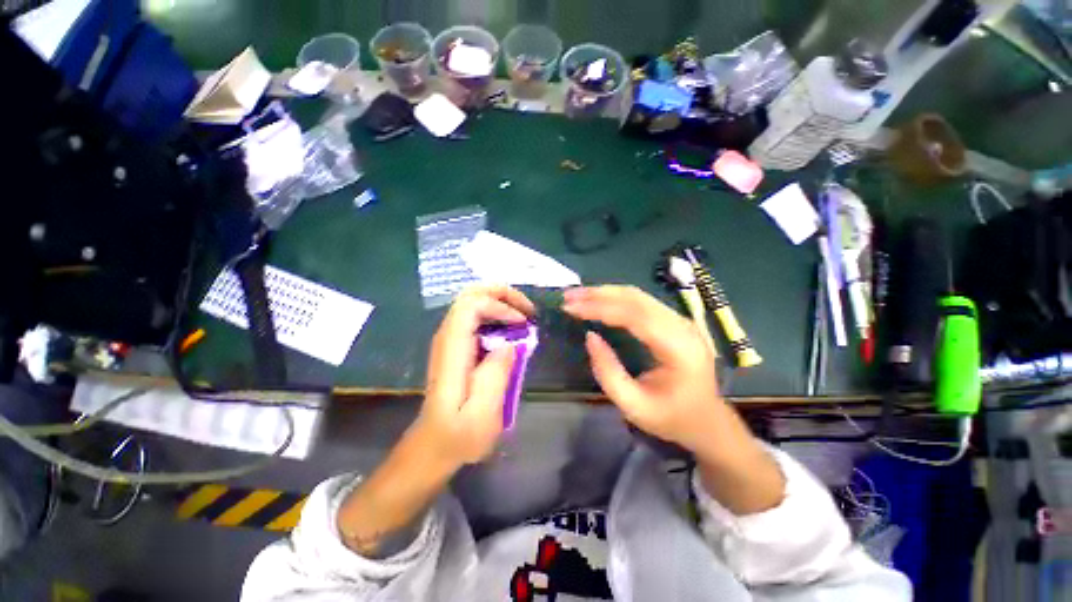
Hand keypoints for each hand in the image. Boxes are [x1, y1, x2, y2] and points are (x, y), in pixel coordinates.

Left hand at [414, 285, 535, 468]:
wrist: (435, 444)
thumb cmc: (459, 434)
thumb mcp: (482, 414)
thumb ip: (496, 375)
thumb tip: (510, 344)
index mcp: (452, 348)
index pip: (471, 305)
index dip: (500, 305)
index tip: (522, 323)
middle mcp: (448, 336)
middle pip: (470, 295)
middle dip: (502, 293)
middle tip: (527, 309)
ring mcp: (451, 339)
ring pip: (473, 301)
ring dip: (501, 301)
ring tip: (524, 317)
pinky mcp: (457, 346)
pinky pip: (476, 316)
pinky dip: (497, 314)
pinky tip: (512, 329)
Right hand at [564, 285, 784, 513]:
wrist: (708, 421)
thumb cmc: (671, 418)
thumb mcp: (634, 406)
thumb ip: (609, 372)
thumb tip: (590, 336)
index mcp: (678, 348)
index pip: (634, 316)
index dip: (599, 308)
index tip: (570, 307)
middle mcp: (682, 326)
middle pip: (636, 298)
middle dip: (597, 294)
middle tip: (568, 296)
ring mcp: (681, 320)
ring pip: (637, 295)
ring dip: (605, 292)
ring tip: (577, 295)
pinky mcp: (674, 320)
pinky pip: (641, 301)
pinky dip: (615, 298)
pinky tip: (598, 300)